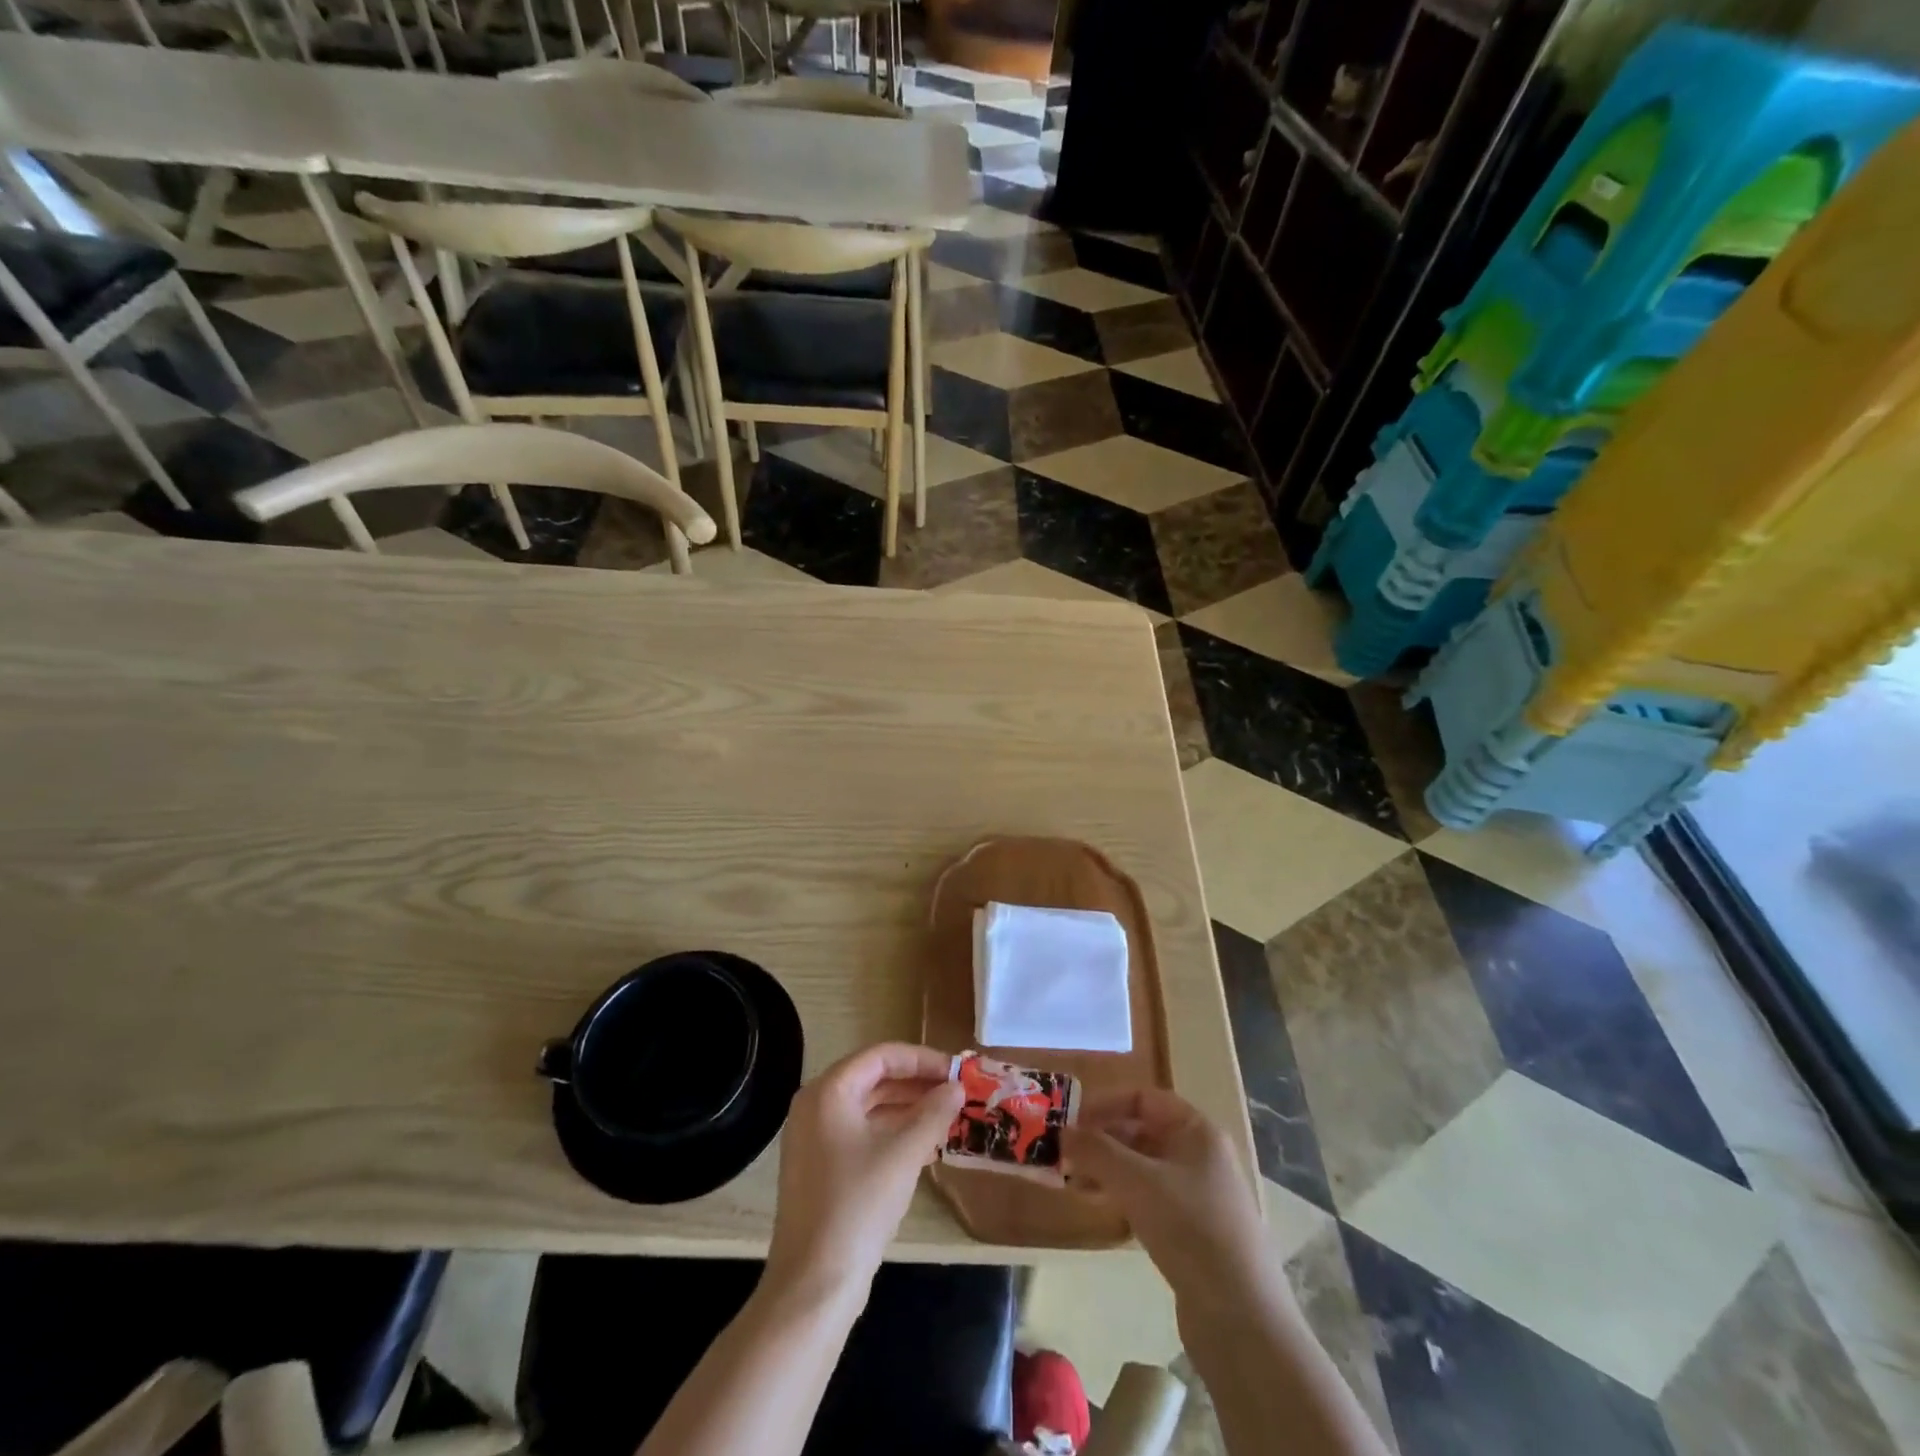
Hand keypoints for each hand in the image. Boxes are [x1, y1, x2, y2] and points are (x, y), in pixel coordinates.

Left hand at [765, 1043, 964, 1302]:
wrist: (813, 1286)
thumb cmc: (857, 1205)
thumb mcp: (903, 1154)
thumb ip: (933, 1114)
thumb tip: (957, 1087)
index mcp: (828, 1091)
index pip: (881, 1056)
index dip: (921, 1059)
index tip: (956, 1070)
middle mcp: (816, 1106)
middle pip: (874, 1079)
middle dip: (917, 1084)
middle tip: (957, 1092)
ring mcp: (815, 1139)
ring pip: (869, 1108)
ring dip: (908, 1109)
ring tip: (948, 1117)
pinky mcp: (821, 1169)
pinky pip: (862, 1134)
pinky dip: (893, 1133)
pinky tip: (925, 1147)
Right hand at [1063, 1088, 1277, 1309]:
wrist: (1241, 1318)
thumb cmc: (1189, 1228)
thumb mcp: (1136, 1181)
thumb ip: (1096, 1151)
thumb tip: (1062, 1132)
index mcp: (1198, 1131)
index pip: (1144, 1099)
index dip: (1106, 1104)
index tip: (1071, 1120)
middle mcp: (1202, 1156)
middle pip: (1144, 1132)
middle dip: (1103, 1139)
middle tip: (1066, 1154)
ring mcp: (1201, 1195)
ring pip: (1145, 1168)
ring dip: (1110, 1170)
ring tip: (1075, 1182)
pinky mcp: (1195, 1232)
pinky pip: (1152, 1199)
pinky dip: (1125, 1197)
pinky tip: (1102, 1210)